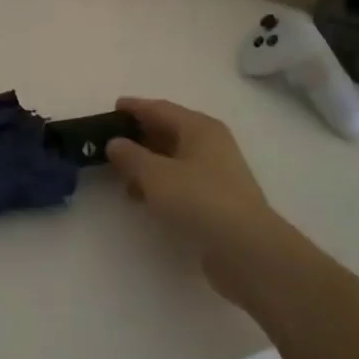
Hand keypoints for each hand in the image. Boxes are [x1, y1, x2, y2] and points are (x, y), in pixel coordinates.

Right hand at [106, 97, 279, 300]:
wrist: (247, 250)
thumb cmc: (199, 200)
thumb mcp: (155, 175)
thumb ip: (131, 156)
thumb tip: (115, 143)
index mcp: (199, 128)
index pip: (160, 108)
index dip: (135, 108)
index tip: (112, 108)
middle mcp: (211, 144)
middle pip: (169, 131)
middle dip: (140, 136)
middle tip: (110, 142)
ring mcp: (217, 173)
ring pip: (174, 158)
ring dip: (148, 163)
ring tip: (120, 175)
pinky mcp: (218, 200)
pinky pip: (181, 181)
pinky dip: (160, 183)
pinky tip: (143, 198)